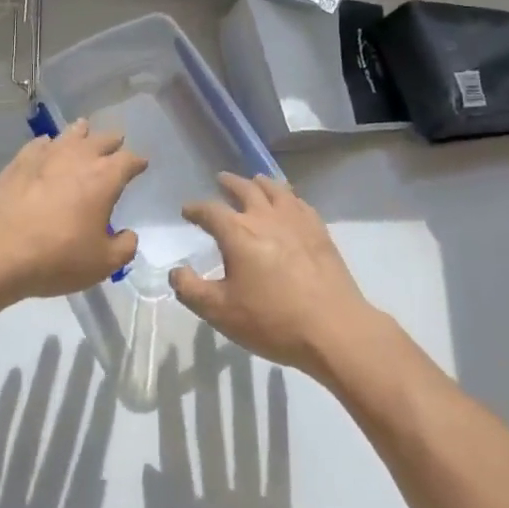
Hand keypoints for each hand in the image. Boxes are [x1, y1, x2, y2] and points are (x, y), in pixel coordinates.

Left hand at [0, 122, 144, 301]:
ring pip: (71, 133)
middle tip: (116, 144)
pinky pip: (40, 144)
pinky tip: (47, 148)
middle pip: (102, 139)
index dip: (137, 162)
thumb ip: (123, 247)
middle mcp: (79, 157)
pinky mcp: (20, 161)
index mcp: (105, 177)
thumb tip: (128, 235)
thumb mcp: (102, 264)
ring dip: (82, 133)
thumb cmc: (58, 256)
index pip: (129, 160)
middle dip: (112, 142)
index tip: (141, 164)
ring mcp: (47, 155)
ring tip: (85, 132)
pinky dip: (49, 144)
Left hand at [0, 337, 113, 507]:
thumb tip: (100, 478)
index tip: (104, 377)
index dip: (96, 416)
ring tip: (49, 350)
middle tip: (79, 348)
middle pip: (58, 439)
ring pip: (26, 437)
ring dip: (38, 391)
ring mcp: (4, 505)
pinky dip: (2, 417)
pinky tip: (11, 382)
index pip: (86, 459)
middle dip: (70, 392)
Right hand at [171, 173, 376, 377]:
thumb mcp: (221, 313)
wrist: (333, 328)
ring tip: (255, 181)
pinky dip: (289, 196)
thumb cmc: (272, 320)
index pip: (209, 211)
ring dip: (260, 183)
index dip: (195, 209)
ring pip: (275, 189)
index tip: (187, 210)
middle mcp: (264, 216)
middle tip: (221, 179)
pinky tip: (290, 203)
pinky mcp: (319, 230)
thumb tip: (175, 272)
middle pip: (244, 189)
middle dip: (229, 183)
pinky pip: (300, 202)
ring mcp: (295, 220)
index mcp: (237, 232)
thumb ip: (192, 290)